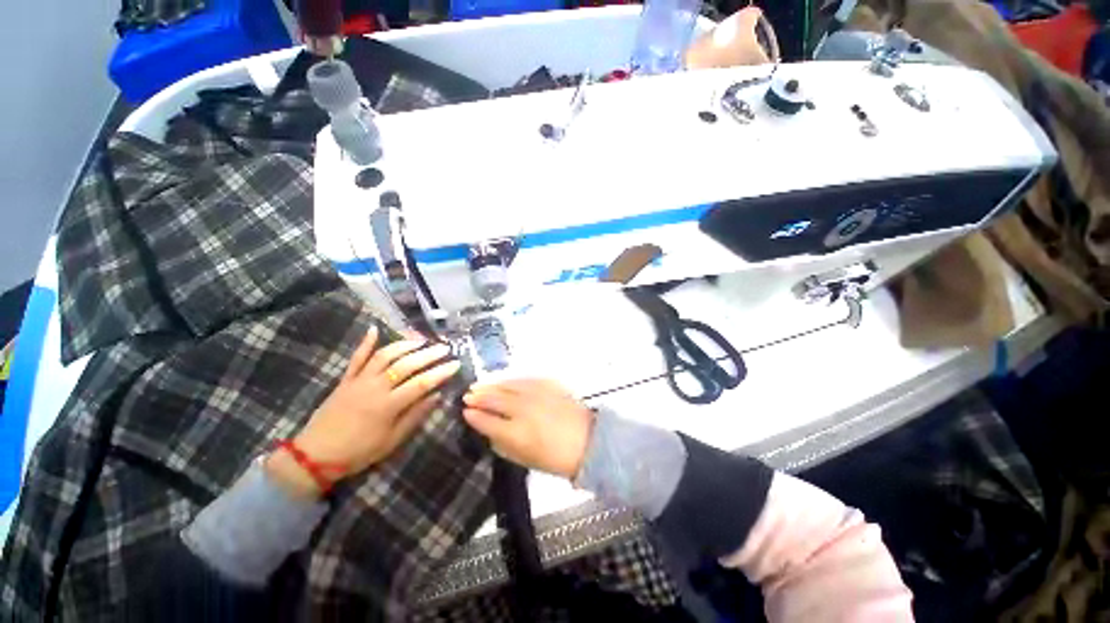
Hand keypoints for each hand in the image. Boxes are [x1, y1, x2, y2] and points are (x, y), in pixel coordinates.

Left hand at [267, 326, 460, 497]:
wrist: (315, 456)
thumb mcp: (392, 441)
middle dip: (428, 354)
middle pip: (406, 365)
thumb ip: (415, 416)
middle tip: (444, 348)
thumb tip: (436, 396)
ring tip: (421, 340)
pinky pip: (356, 358)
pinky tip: (374, 328)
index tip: (456, 364)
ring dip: (405, 345)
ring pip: (385, 356)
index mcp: (388, 406)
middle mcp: (375, 387)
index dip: (441, 372)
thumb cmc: (358, 452)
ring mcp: (359, 381)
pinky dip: (366, 343)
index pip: (421, 383)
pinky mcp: (345, 380)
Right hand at [462, 379, 593, 479]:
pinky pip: (524, 379)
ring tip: (480, 385)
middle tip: (468, 395)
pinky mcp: (548, 384)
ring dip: (492, 385)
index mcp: (516, 433)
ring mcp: (536, 394)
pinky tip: (504, 381)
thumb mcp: (524, 459)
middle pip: (495, 399)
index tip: (465, 412)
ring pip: (507, 385)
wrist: (586, 441)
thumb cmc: (554, 458)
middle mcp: (523, 409)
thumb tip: (489, 430)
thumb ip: (503, 444)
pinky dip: (511, 380)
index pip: (487, 421)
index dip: (474, 416)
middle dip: (478, 396)